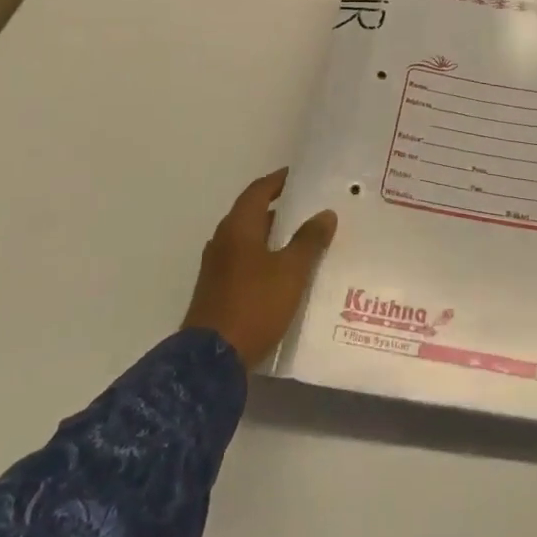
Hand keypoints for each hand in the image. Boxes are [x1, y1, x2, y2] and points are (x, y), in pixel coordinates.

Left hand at [182, 168, 337, 368]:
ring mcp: (216, 267)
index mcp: (238, 227)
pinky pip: (243, 261)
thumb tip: (325, 213)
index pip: (258, 191)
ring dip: (271, 235)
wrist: (211, 360)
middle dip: (278, 209)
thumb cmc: (254, 305)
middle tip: (308, 207)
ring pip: (247, 240)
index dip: (279, 181)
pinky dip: (263, 257)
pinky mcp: (216, 290)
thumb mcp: (291, 271)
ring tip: (301, 238)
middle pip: (251, 214)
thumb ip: (309, 240)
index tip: (300, 176)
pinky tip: (282, 271)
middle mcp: (222, 241)